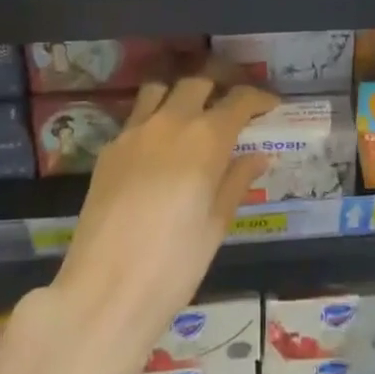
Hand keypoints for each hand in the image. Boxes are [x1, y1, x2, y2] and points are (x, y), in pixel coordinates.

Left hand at [48, 76, 276, 373]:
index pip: (239, 100)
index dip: (258, 98)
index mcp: (206, 137)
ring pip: (160, 89)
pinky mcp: (109, 148)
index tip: (269, 106)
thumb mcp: (217, 224)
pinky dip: (153, 118)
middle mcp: (171, 121)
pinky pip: (136, 117)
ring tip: (190, 115)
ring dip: (180, 94)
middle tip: (231, 107)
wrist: (105, 291)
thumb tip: (259, 155)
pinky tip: (157, 148)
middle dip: (219, 87)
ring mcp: (135, 131)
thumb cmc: (175, 264)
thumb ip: (237, 181)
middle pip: (199, 82)